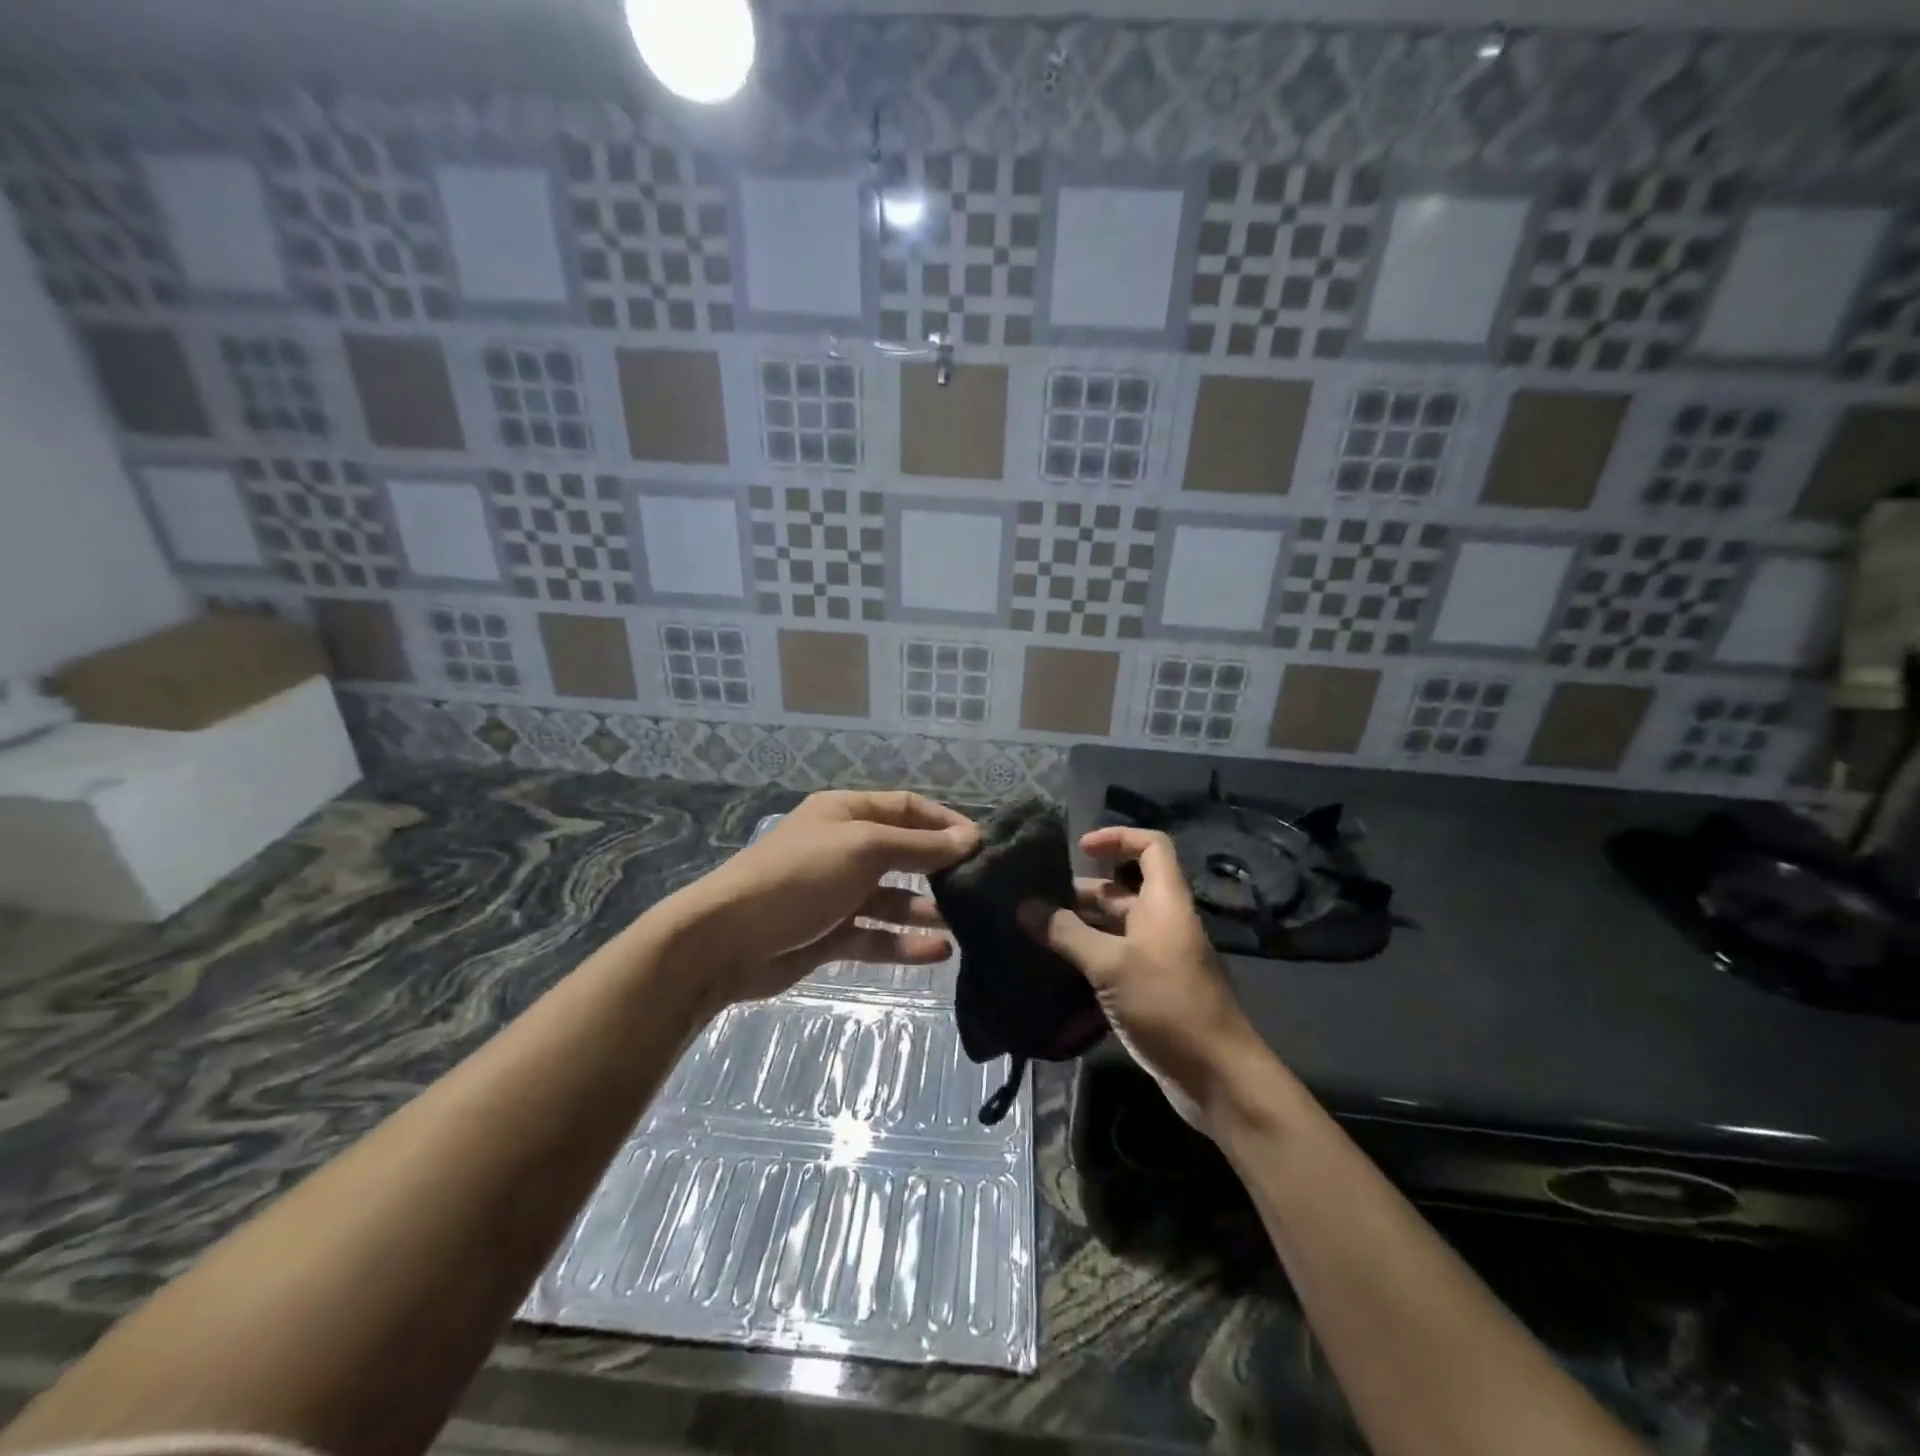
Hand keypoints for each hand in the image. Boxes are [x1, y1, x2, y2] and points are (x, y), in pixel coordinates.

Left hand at [670, 790, 979, 1004]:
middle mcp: (843, 847)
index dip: (945, 822)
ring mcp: (836, 893)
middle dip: (939, 868)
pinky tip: (938, 952)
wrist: (726, 940)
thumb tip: (970, 838)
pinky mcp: (830, 934)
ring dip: (926, 909)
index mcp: (846, 814)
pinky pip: (875, 934)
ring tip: (966, 923)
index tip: (983, 844)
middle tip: (982, 887)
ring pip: (892, 898)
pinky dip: (904, 942)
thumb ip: (919, 846)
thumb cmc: (799, 877)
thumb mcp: (863, 849)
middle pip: (902, 852)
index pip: (907, 808)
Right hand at [1020, 826, 1260, 1125]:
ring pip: (1115, 929)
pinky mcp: (1152, 990)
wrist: (1217, 1077)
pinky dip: (1088, 960)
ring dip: (1079, 929)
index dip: (1117, 838)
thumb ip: (1067, 934)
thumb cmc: (1167, 1004)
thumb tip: (1025, 907)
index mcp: (1165, 903)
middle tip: (1036, 903)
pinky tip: (1054, 971)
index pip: (1150, 847)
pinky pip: (1116, 961)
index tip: (1079, 849)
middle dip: (1081, 893)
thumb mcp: (1111, 964)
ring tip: (1035, 935)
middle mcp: (1163, 923)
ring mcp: (1159, 958)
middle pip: (1123, 891)